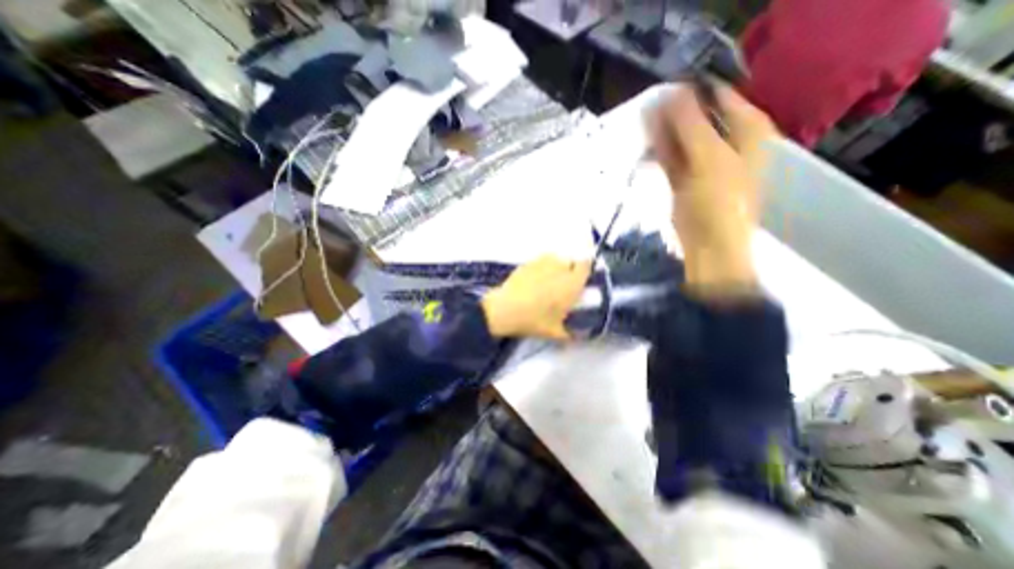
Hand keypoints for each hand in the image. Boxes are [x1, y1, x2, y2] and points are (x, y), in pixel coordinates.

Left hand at [479, 257, 591, 340]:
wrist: (506, 310)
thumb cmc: (534, 320)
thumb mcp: (554, 333)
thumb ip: (569, 335)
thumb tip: (576, 338)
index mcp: (572, 284)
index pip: (586, 266)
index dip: (585, 270)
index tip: (581, 278)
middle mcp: (560, 268)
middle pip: (570, 262)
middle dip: (569, 270)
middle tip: (563, 284)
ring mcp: (542, 263)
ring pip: (555, 259)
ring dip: (555, 267)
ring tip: (548, 281)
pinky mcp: (528, 263)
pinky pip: (540, 261)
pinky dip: (540, 268)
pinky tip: (533, 280)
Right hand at [650, 88, 777, 296]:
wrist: (709, 247)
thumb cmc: (719, 203)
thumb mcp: (708, 159)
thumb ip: (690, 126)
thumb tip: (671, 94)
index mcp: (748, 132)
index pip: (723, 97)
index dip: (696, 92)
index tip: (669, 88)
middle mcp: (727, 144)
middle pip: (700, 118)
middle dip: (676, 112)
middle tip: (651, 104)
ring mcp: (704, 164)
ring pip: (682, 138)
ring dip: (664, 130)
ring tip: (644, 118)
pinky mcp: (684, 181)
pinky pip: (671, 158)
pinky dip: (660, 150)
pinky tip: (646, 140)